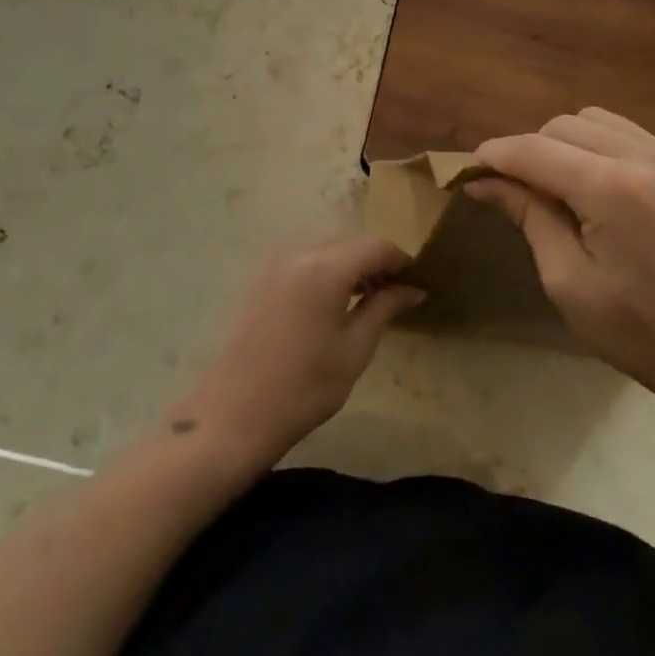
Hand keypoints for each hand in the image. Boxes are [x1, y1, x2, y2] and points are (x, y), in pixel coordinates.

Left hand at [171, 236, 423, 471]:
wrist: (236, 412)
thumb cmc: (305, 386)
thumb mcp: (355, 348)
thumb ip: (384, 307)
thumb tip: (413, 288)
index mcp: (325, 266)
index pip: (375, 246)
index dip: (401, 260)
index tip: (418, 281)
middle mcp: (298, 251)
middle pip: (350, 243)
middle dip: (376, 262)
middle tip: (398, 292)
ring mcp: (275, 261)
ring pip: (327, 248)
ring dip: (351, 265)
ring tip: (370, 298)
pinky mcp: (262, 276)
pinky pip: (306, 259)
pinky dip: (327, 270)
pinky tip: (336, 300)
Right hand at [469, 108, 654, 419]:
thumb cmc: (643, 334)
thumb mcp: (568, 282)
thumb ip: (528, 218)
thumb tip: (483, 182)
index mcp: (613, 189)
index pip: (535, 150)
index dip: (496, 154)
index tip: (469, 168)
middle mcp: (647, 157)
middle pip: (565, 124)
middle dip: (530, 149)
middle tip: (514, 189)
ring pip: (598, 121)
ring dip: (565, 143)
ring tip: (558, 187)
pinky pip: (632, 136)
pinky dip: (601, 148)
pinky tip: (600, 188)